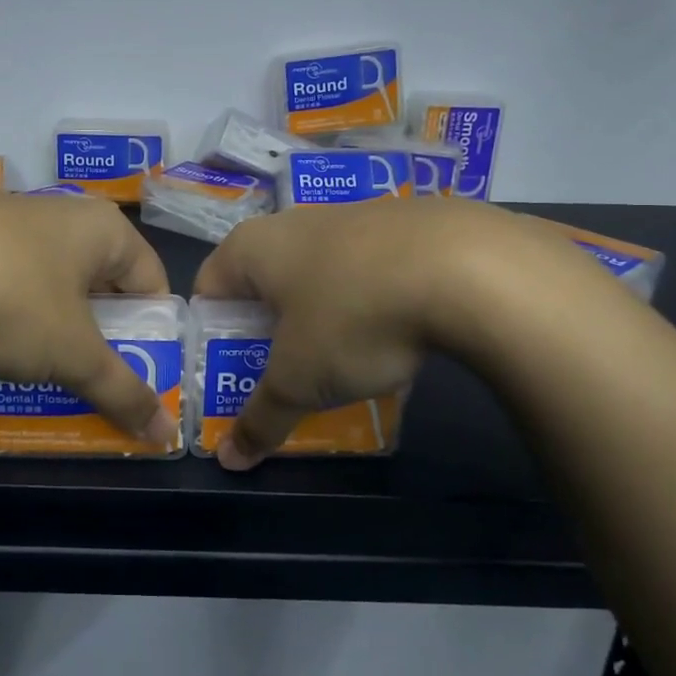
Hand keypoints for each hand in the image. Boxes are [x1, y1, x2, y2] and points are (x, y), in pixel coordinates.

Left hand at [0, 192, 177, 446]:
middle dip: (99, 339)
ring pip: (52, 285)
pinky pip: (8, 279)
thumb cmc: (7, 301)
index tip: (135, 378)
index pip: (153, 285)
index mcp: (104, 228)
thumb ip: (123, 392)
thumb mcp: (70, 355)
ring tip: (37, 371)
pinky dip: (11, 313)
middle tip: (88, 382)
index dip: (152, 337)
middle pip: (102, 286)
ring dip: (54, 330)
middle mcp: (63, 212)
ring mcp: (9, 217)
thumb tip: (166, 437)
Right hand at [192, 199, 596, 468]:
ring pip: (320, 277)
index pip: (208, 290)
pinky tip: (398, 336)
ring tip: (346, 365)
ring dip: (323, 321)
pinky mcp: (404, 223)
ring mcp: (353, 215)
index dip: (213, 338)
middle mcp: (294, 222)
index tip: (234, 374)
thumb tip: (229, 460)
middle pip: (265, 285)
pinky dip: (370, 303)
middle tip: (287, 377)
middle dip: (271, 334)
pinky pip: (369, 271)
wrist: (468, 267)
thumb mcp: (299, 380)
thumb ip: (260, 418)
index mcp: (252, 246)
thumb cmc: (352, 316)